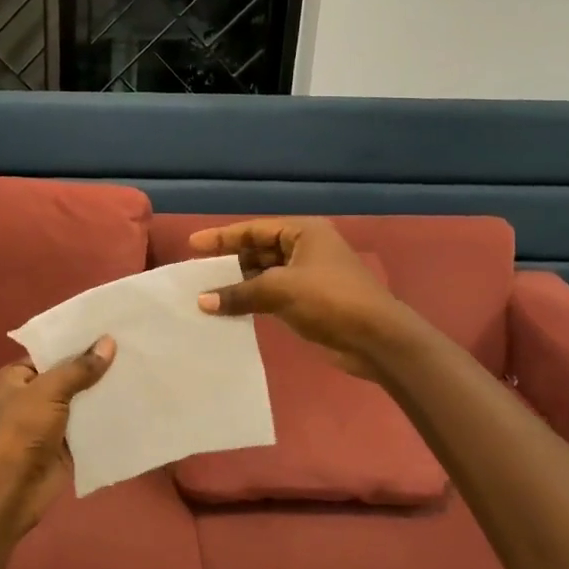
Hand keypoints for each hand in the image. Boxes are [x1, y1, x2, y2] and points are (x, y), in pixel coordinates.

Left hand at [0, 337, 115, 535]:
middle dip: (95, 368)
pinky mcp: (64, 446)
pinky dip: (105, 420)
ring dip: (103, 394)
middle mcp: (30, 398)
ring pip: (80, 402)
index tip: (109, 331)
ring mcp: (47, 424)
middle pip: (67, 377)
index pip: (49, 353)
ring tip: (139, 371)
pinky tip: (133, 405)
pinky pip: (88, 428)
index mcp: (15, 378)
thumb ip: (79, 368)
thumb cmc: (21, 431)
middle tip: (132, 348)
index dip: (76, 343)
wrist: (11, 490)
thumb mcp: (49, 391)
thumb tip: (108, 342)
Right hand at [191, 218, 409, 377]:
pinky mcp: (309, 302)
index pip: (254, 230)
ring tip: (206, 294)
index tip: (192, 245)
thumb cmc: (330, 300)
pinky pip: (272, 295)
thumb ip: (238, 293)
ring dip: (239, 284)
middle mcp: (305, 249)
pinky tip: (230, 310)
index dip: (222, 237)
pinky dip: (252, 301)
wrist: (375, 338)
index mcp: (303, 232)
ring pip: (264, 275)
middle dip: (229, 262)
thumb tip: (202, 301)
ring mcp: (308, 276)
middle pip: (258, 250)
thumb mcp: (280, 290)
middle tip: (197, 273)